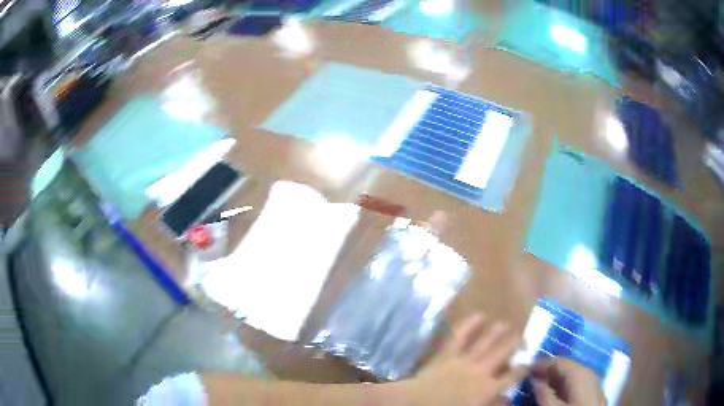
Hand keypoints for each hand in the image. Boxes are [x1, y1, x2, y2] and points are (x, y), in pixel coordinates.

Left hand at [406, 314, 525, 405]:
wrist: (416, 403)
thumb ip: (493, 404)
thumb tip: (507, 398)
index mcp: (489, 388)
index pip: (513, 375)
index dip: (523, 368)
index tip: (529, 362)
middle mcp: (482, 370)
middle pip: (505, 351)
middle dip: (517, 342)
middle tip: (525, 337)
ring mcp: (465, 359)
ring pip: (487, 340)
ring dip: (498, 331)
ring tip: (506, 324)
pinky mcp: (448, 353)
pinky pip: (460, 335)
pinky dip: (469, 324)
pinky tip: (479, 315)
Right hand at [531, 359, 606, 405]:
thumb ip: (543, 394)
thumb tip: (533, 379)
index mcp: (578, 373)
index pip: (558, 361)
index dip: (540, 364)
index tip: (525, 368)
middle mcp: (588, 372)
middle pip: (566, 365)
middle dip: (549, 370)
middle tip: (531, 376)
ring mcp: (594, 380)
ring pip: (573, 373)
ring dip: (557, 377)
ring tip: (542, 384)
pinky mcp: (595, 390)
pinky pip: (578, 381)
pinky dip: (566, 383)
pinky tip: (558, 391)